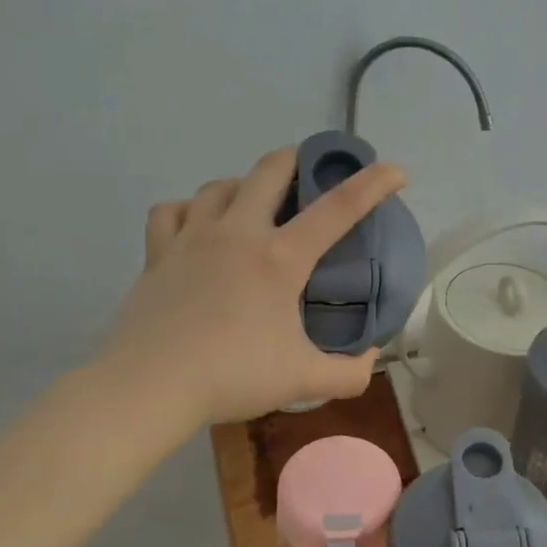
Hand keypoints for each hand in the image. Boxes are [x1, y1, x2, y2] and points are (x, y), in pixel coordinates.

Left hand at [93, 147, 407, 429]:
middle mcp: (237, 234)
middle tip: (311, 170)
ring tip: (254, 202)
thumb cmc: (233, 376)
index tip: (395, 170)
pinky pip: (172, 211)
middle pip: (269, 171)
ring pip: (220, 186)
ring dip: (244, 184)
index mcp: (280, 258)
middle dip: (297, 159)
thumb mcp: (304, 380)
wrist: (150, 386)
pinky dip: (189, 209)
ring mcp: (192, 238)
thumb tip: (370, 359)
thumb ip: (349, 372)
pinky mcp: (158, 254)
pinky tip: (198, 224)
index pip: (337, 209)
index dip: (372, 184)